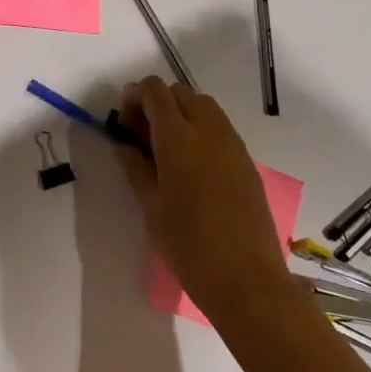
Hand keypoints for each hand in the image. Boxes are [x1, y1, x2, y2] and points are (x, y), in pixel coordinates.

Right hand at [116, 77, 295, 322]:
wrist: (247, 280)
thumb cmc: (189, 245)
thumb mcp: (151, 208)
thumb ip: (135, 168)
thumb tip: (123, 146)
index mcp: (178, 137)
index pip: (155, 90)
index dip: (135, 96)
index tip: (125, 122)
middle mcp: (208, 129)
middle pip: (180, 92)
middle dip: (158, 103)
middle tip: (143, 135)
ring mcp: (232, 143)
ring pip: (203, 105)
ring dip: (182, 112)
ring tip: (168, 148)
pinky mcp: (247, 160)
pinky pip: (220, 127)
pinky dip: (202, 129)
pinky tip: (193, 164)